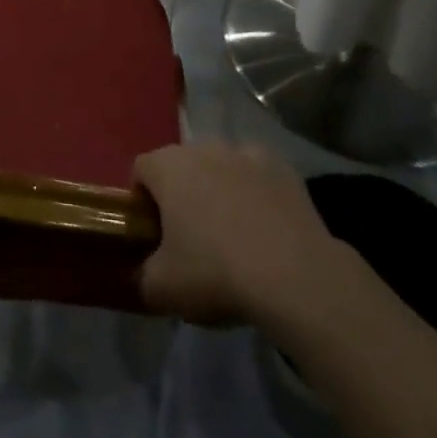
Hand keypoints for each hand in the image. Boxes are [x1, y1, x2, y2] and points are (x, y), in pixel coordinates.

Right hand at [134, 141, 358, 326]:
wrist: (295, 277)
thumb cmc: (214, 273)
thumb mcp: (161, 289)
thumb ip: (142, 277)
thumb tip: (144, 276)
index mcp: (168, 166)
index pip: (141, 170)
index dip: (142, 201)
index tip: (153, 235)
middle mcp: (205, 148)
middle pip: (183, 166)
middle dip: (183, 194)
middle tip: (191, 238)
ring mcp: (248, 154)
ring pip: (223, 168)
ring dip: (221, 191)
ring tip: (233, 236)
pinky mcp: (285, 170)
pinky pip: (259, 179)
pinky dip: (257, 196)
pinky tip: (266, 232)